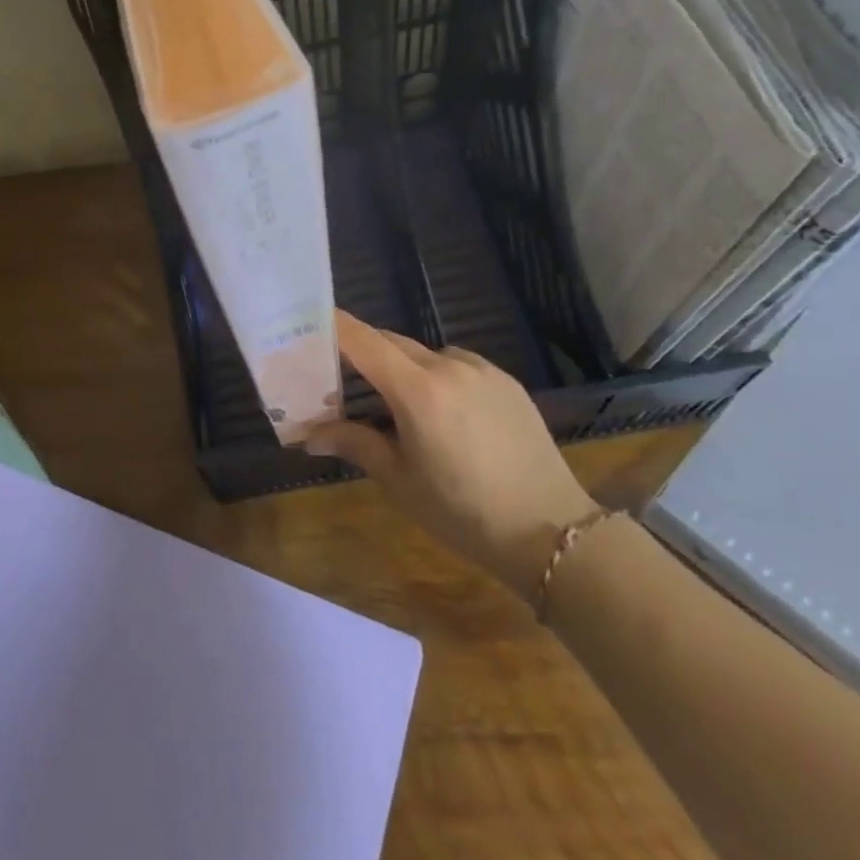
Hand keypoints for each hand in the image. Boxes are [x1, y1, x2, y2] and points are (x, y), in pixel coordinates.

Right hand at [305, 312, 597, 604]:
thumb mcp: (400, 480)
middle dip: (360, 352)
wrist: (553, 532)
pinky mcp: (506, 382)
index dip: (331, 327)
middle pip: (390, 342)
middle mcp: (449, 367)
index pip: (362, 340)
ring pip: (424, 353)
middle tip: (338, 378)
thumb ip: (354, 444)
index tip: (306, 326)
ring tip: (394, 406)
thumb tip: (310, 434)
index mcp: (418, 391)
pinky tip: (442, 413)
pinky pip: (457, 365)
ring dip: (400, 367)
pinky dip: (436, 376)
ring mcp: (482, 370)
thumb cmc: (463, 512)